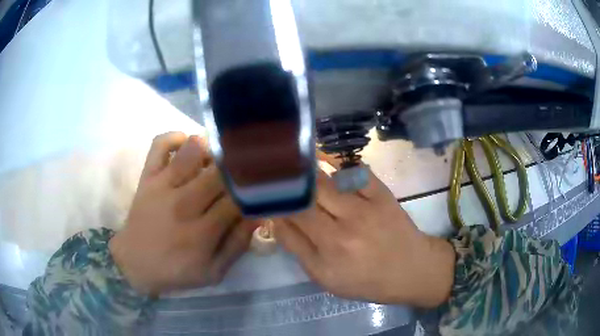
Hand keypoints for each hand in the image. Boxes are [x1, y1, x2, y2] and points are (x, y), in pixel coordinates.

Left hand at [109, 132, 254, 294]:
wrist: (135, 263)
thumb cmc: (176, 270)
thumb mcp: (213, 272)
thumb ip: (237, 245)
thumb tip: (258, 215)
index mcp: (201, 233)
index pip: (236, 200)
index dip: (251, 192)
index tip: (258, 189)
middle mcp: (183, 204)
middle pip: (219, 172)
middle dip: (236, 169)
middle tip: (243, 171)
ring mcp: (162, 186)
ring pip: (193, 151)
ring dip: (210, 150)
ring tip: (215, 160)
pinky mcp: (148, 177)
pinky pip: (160, 144)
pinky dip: (175, 137)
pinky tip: (187, 145)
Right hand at [274, 165, 454, 307]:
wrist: (410, 271)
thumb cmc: (365, 280)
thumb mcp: (325, 277)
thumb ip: (298, 248)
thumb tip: (276, 218)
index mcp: (329, 250)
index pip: (293, 214)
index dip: (277, 199)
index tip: (268, 191)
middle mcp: (346, 225)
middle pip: (308, 192)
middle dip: (291, 182)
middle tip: (281, 175)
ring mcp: (367, 206)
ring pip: (329, 179)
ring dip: (311, 173)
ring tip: (301, 170)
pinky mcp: (383, 194)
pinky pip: (357, 172)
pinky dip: (341, 167)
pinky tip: (332, 167)